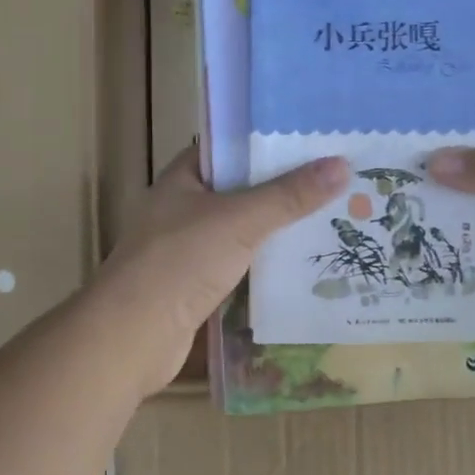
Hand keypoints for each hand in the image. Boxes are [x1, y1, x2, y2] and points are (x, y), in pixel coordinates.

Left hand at [94, 148, 349, 393]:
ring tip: (331, 213)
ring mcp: (189, 246)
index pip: (230, 146)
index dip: (269, 139)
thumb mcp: (240, 220)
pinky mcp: (198, 282)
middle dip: (283, 184)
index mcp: (183, 177)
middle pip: (241, 187)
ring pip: (243, 226)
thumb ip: (289, 195)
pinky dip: (267, 259)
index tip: (314, 137)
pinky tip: (303, 259)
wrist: (132, 337)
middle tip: (336, 176)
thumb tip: (342, 164)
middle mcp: (184, 206)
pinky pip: (241, 260)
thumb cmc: (180, 263)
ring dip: (278, 224)